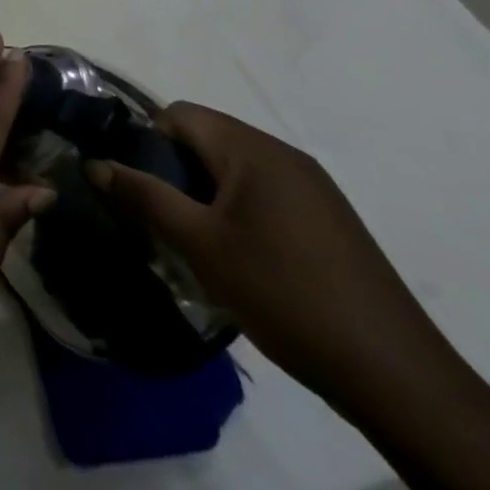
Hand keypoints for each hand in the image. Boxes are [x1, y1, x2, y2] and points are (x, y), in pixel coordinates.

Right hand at [90, 103, 457, 412]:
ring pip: (234, 169)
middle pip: (207, 138)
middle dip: (173, 170)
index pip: (180, 114)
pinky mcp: (328, 220)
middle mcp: (284, 156)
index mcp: (253, 150)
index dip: (148, 141)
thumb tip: (95, 164)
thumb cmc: (284, 294)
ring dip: (203, 194)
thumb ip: (144, 197)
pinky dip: (236, 212)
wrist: (395, 375)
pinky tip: (238, 259)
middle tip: (158, 219)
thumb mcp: (200, 245)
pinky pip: (263, 194)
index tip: (137, 187)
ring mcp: (312, 188)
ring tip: (193, 243)